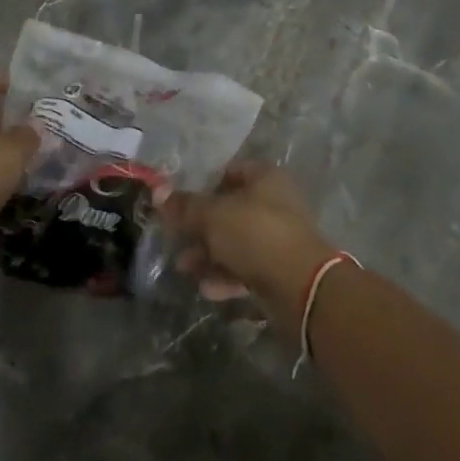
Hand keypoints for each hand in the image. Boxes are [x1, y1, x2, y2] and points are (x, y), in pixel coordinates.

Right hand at [158, 162, 336, 319]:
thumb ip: (185, 206)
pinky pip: (246, 267)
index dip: (203, 183)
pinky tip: (206, 289)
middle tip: (175, 238)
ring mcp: (278, 237)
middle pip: (229, 209)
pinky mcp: (279, 269)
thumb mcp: (213, 216)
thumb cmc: (256, 234)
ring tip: (184, 268)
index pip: (229, 171)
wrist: (301, 286)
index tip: (179, 200)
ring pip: (235, 241)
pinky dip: (225, 276)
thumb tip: (158, 192)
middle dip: (200, 226)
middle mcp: (274, 203)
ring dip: (208, 254)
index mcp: (264, 178)